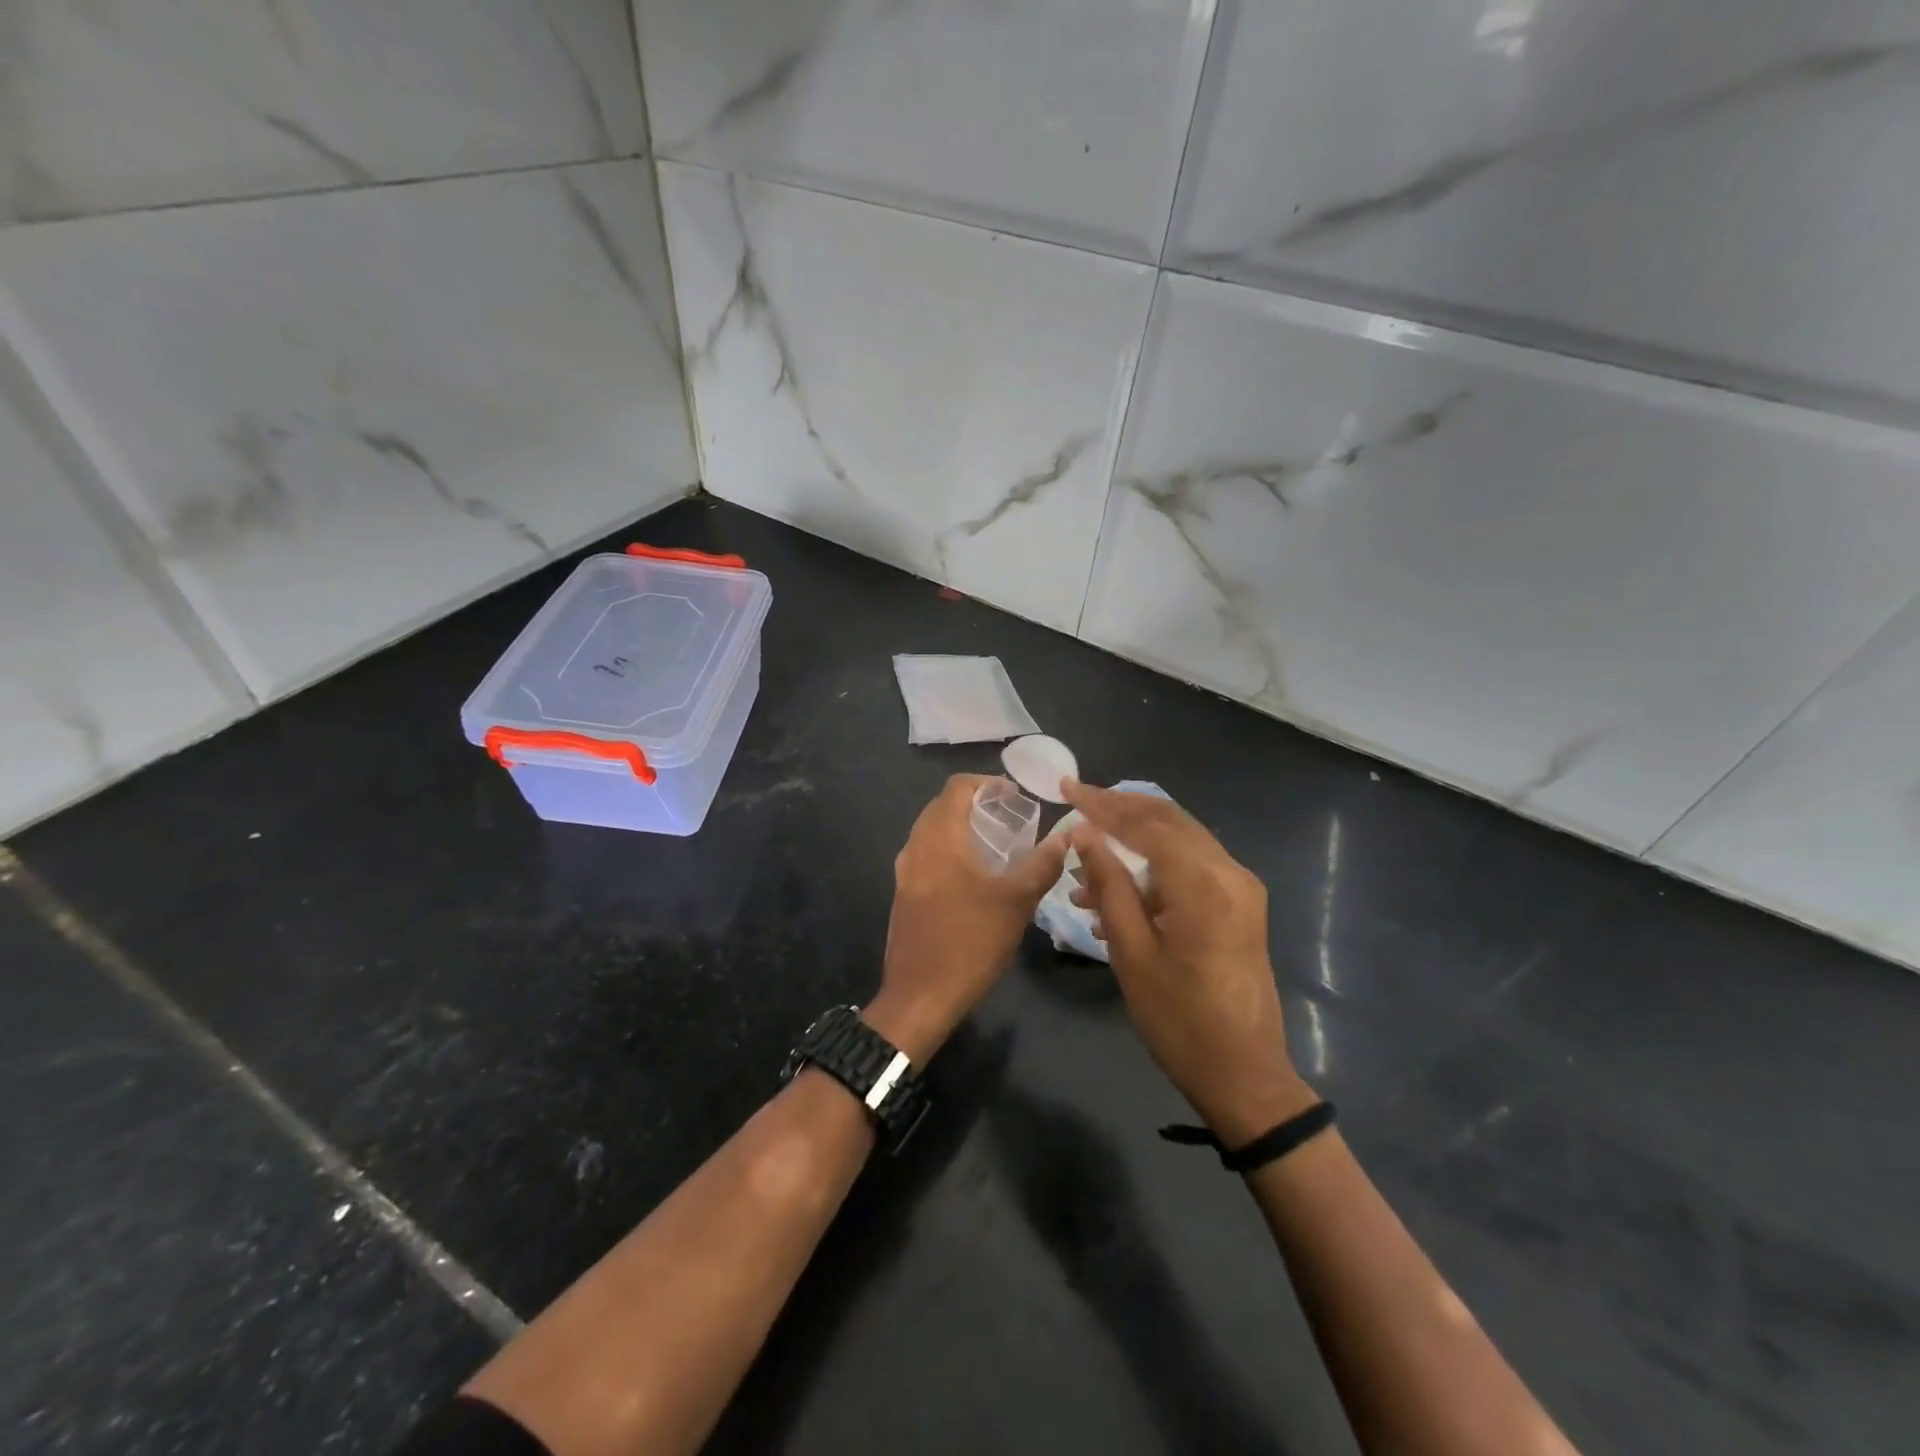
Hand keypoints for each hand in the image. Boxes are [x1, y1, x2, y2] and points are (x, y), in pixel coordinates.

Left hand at [865, 775, 1067, 1064]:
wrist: (920, 995)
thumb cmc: (970, 941)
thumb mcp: (1017, 902)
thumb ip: (1042, 864)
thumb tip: (1067, 836)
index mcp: (940, 838)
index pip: (956, 787)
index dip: (985, 783)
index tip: (1013, 795)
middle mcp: (916, 847)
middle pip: (941, 806)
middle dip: (974, 804)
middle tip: (1008, 817)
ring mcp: (905, 872)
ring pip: (932, 831)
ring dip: (961, 828)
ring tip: (995, 844)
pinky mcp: (903, 894)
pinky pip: (926, 855)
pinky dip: (949, 850)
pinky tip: (974, 875)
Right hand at [1062, 780, 1313, 1145]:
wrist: (1245, 1075)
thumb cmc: (1179, 1020)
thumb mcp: (1132, 952)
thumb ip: (1109, 885)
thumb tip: (1084, 833)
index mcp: (1203, 884)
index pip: (1146, 824)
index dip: (1102, 804)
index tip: (1066, 787)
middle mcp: (1229, 872)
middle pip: (1168, 820)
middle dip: (1120, 809)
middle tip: (1077, 802)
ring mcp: (1240, 888)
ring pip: (1180, 840)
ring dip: (1134, 840)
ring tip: (1085, 862)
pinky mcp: (1240, 905)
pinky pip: (1191, 867)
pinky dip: (1154, 867)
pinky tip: (1116, 892)